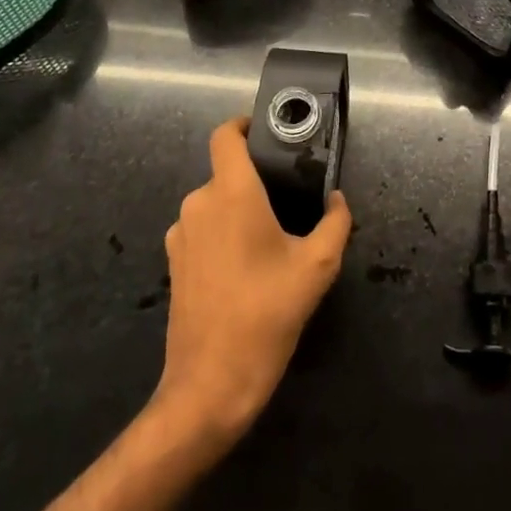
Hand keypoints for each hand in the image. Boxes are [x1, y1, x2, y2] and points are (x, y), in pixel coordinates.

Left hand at [154, 117, 352, 444]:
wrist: (209, 385)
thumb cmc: (266, 314)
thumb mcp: (317, 267)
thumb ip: (335, 223)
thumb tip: (337, 200)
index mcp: (231, 192)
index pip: (225, 135)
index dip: (243, 125)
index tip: (268, 133)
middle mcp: (199, 203)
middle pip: (227, 172)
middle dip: (256, 180)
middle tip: (290, 200)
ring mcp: (181, 234)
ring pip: (215, 202)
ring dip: (240, 210)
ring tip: (273, 238)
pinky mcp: (173, 263)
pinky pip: (203, 229)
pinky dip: (224, 234)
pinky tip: (247, 265)